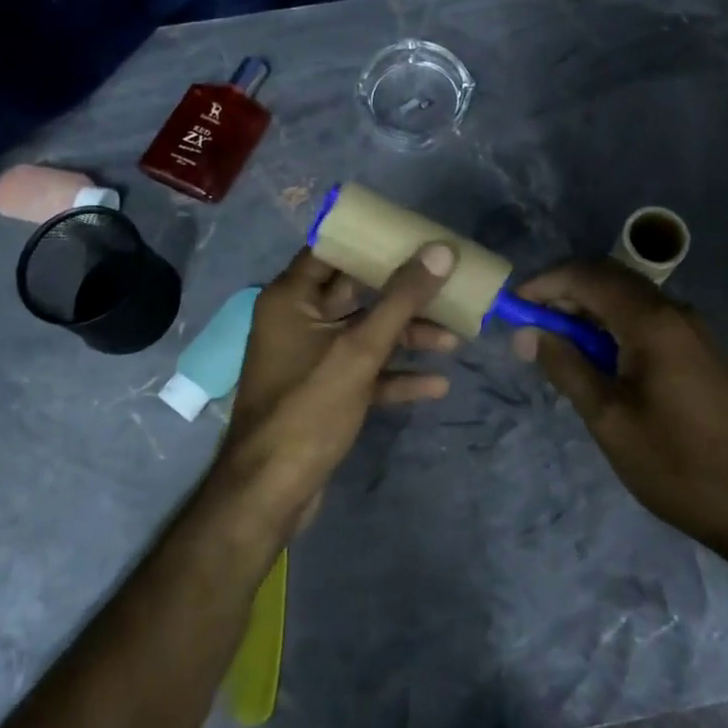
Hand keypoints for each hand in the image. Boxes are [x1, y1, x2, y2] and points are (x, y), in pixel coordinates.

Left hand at [212, 244, 457, 533]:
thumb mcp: (359, 350)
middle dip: (403, 293)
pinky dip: (396, 375)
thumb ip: (401, 299)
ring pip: (366, 333)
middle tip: (447, 284)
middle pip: (357, 292)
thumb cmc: (308, 408)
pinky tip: (436, 384)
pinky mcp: (325, 392)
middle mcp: (299, 320)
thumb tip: (441, 251)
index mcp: (292, 298)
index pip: (333, 249)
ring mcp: (312, 358)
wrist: (270, 494)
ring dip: (407, 336)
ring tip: (456, 338)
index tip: (415, 234)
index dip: (373, 240)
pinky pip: (365, 371)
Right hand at [513, 260, 727, 553]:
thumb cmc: (677, 465)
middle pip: (610, 279)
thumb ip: (566, 367)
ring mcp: (694, 330)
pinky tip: (601, 361)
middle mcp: (675, 312)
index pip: (588, 277)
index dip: (546, 283)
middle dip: (566, 293)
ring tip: (560, 346)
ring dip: (590, 311)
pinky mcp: (703, 351)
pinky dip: (615, 326)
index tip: (514, 306)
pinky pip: (649, 320)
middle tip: (532, 325)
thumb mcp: (610, 419)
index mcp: (652, 322)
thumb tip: (527, 333)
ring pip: (630, 299)